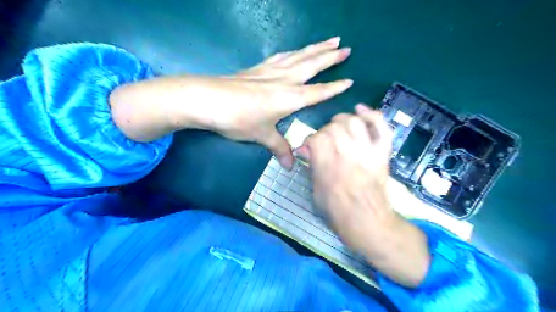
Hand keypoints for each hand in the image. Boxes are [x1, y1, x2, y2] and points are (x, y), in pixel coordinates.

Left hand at [195, 37, 348, 168]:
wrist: (208, 100)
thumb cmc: (239, 119)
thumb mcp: (261, 136)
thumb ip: (279, 148)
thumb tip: (290, 166)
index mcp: (290, 97)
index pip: (319, 91)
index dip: (335, 87)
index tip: (349, 81)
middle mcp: (285, 80)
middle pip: (312, 65)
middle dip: (331, 57)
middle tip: (346, 47)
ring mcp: (271, 70)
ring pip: (299, 56)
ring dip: (316, 48)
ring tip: (330, 40)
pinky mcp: (259, 68)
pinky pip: (282, 56)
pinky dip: (293, 52)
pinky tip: (296, 50)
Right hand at [297, 105, 392, 250]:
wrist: (366, 220)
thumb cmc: (336, 209)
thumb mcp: (315, 188)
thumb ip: (312, 165)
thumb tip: (306, 150)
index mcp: (326, 161)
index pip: (315, 137)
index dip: (310, 141)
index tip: (309, 148)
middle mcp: (345, 150)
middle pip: (334, 126)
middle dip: (326, 130)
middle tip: (326, 140)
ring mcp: (366, 149)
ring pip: (355, 121)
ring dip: (345, 120)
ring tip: (341, 126)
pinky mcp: (382, 152)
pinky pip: (382, 128)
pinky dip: (373, 115)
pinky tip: (361, 110)